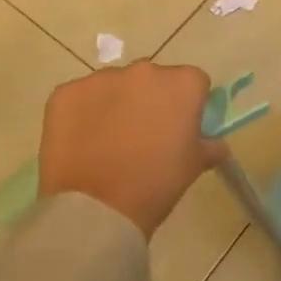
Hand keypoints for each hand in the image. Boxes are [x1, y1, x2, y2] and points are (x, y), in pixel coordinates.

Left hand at [37, 61, 223, 238]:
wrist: (96, 210)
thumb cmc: (156, 184)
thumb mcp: (194, 166)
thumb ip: (210, 146)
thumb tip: (215, 144)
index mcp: (183, 83)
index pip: (193, 83)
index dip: (188, 105)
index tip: (180, 129)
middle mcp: (145, 70)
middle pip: (153, 80)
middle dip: (150, 101)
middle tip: (143, 136)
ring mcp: (102, 79)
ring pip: (115, 86)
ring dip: (116, 104)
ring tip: (108, 142)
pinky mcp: (65, 93)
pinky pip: (80, 97)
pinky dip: (82, 113)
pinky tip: (82, 142)